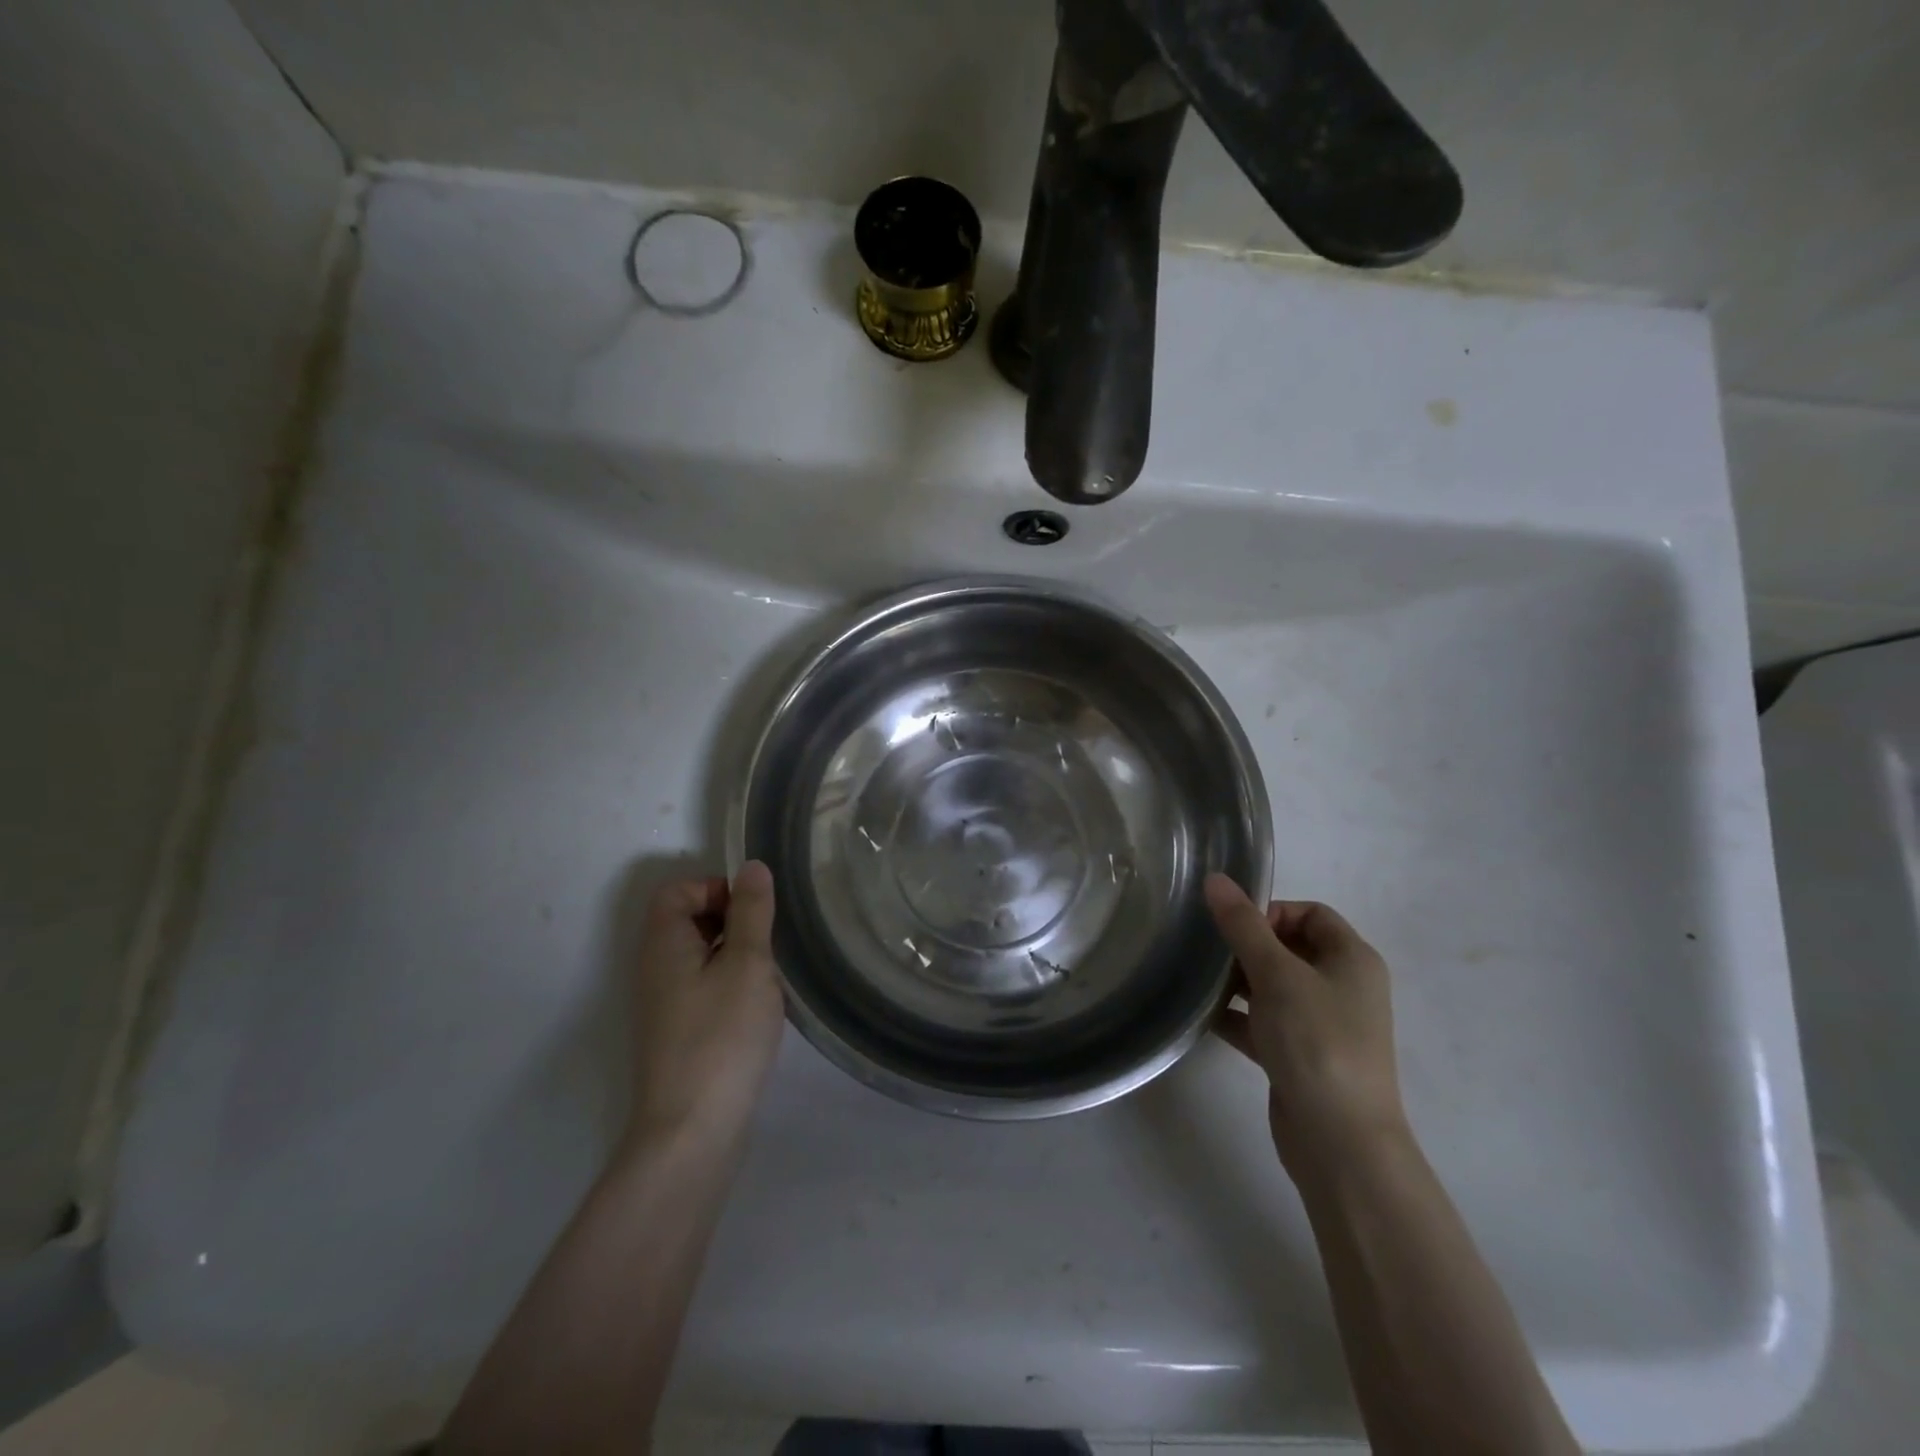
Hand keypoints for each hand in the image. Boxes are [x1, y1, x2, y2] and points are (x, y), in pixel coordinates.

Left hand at [625, 861, 785, 1147]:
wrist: (692, 1132)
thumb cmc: (721, 1037)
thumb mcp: (747, 965)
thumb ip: (751, 912)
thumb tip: (751, 867)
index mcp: (664, 944)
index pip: (677, 890)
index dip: (716, 889)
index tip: (753, 914)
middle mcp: (656, 969)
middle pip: (689, 920)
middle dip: (733, 922)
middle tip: (768, 946)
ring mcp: (665, 1005)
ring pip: (702, 956)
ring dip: (737, 956)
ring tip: (769, 979)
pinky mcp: (679, 1034)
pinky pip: (705, 988)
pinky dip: (732, 986)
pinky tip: (759, 1011)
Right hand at [1204, 874, 1408, 1177]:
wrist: (1339, 1142)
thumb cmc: (1317, 1042)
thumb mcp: (1277, 974)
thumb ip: (1243, 925)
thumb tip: (1215, 878)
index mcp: (1352, 959)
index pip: (1311, 913)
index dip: (1271, 912)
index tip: (1235, 929)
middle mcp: (1342, 987)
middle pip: (1289, 947)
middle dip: (1248, 946)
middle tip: (1211, 954)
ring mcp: (1322, 1025)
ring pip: (1273, 986)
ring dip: (1238, 981)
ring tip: (1199, 981)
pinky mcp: (1300, 1056)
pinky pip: (1264, 1022)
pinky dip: (1237, 1016)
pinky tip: (1202, 1016)